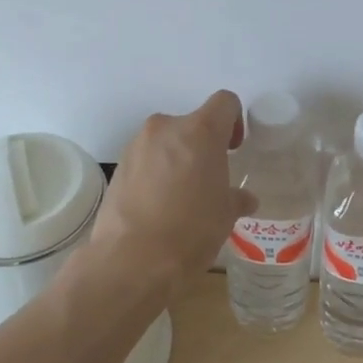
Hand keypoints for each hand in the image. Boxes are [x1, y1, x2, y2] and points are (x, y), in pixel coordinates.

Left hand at [88, 91, 255, 290]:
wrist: (132, 260)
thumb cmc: (191, 230)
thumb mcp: (225, 215)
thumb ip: (235, 197)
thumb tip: (244, 199)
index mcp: (200, 131)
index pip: (224, 102)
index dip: (234, 122)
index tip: (232, 150)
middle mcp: (166, 128)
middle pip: (192, 124)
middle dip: (202, 146)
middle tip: (208, 180)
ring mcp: (137, 145)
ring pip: (166, 141)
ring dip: (176, 159)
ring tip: (181, 197)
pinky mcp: (118, 167)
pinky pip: (145, 160)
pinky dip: (155, 173)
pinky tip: (158, 207)